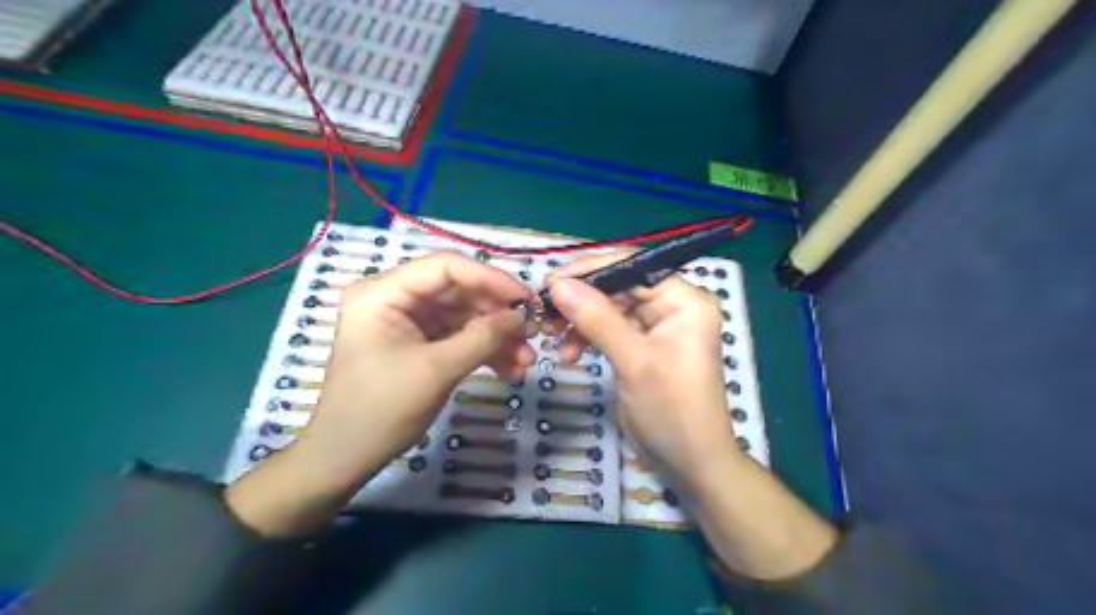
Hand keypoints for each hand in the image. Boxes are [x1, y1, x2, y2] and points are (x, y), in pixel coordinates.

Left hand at [223, 253, 533, 535]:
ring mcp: (408, 320)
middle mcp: (395, 297)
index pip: (446, 267)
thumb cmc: (382, 410)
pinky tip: (509, 369)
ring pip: (464, 315)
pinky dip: (484, 350)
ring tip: (525, 361)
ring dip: (497, 337)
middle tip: (533, 334)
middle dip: (498, 315)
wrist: (348, 457)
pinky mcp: (419, 341)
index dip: (491, 279)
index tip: (527, 299)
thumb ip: (483, 337)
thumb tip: (522, 316)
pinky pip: (459, 335)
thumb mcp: (437, 370)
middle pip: (459, 291)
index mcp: (383, 292)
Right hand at [542, 252, 836, 578]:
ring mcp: (656, 326)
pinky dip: (587, 337)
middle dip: (579, 299)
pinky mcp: (641, 345)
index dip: (589, 270)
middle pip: (617, 286)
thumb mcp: (634, 361)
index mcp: (683, 299)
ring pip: (608, 307)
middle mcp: (672, 305)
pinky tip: (570, 354)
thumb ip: (597, 318)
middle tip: (543, 314)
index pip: (631, 267)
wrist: (691, 463)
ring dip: (579, 320)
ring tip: (552, 338)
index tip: (549, 282)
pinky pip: (609, 329)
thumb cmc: (672, 410)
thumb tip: (558, 283)